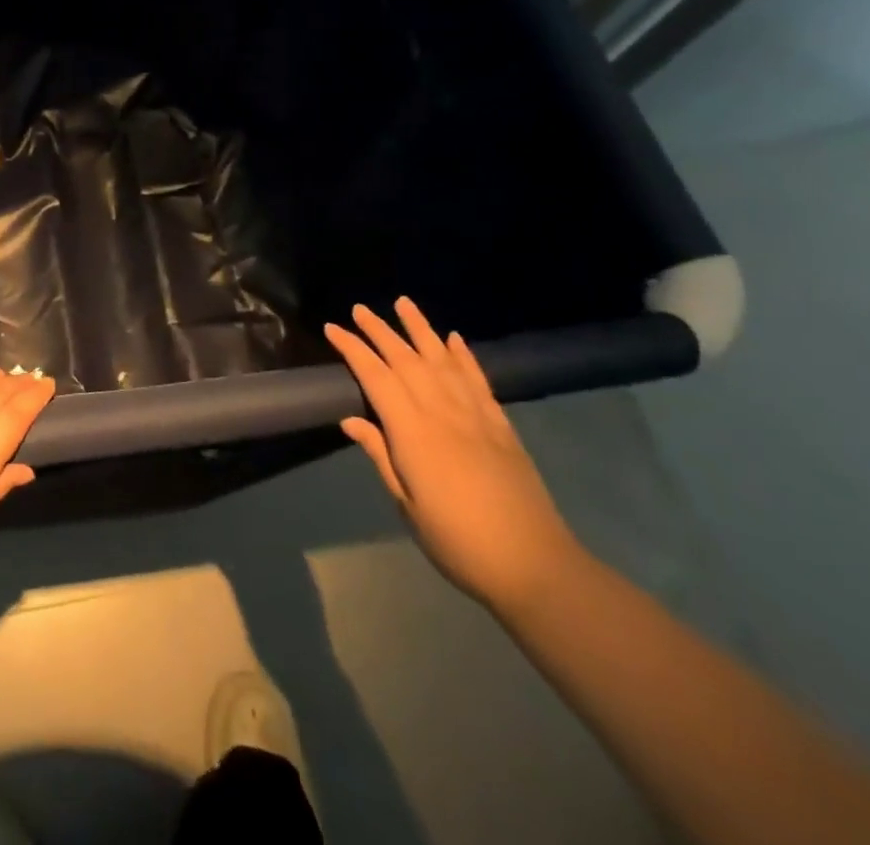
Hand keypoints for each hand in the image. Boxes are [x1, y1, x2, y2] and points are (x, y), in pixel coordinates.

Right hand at [329, 298, 583, 613]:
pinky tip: (453, 338)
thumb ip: (381, 457)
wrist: (536, 567)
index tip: (333, 328)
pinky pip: (478, 379)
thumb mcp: (408, 505)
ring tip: (404, 303)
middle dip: (380, 331)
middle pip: (407, 360)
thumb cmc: (459, 542)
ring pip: (442, 360)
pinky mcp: (501, 425)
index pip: (376, 378)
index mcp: (414, 433)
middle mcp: (443, 412)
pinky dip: (463, 355)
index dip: (353, 350)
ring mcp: (476, 415)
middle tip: (360, 309)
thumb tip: (351, 420)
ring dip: (420, 329)